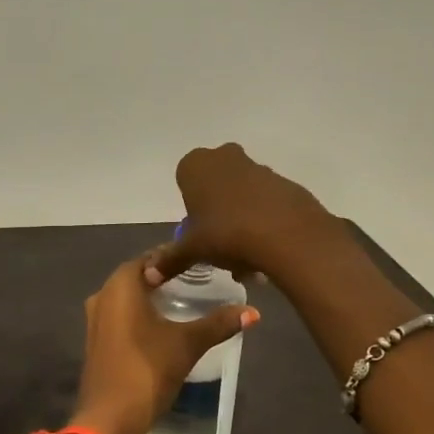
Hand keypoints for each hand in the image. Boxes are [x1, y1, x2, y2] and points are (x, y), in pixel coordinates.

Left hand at [71, 254, 256, 433]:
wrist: (109, 417)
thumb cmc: (147, 370)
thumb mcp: (188, 344)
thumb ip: (219, 323)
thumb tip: (253, 312)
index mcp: (121, 285)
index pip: (151, 257)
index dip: (176, 256)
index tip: (202, 259)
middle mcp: (102, 295)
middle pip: (138, 275)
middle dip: (165, 275)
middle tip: (199, 278)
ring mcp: (96, 319)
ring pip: (127, 297)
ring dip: (152, 296)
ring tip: (185, 299)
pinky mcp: (96, 341)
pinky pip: (121, 316)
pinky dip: (140, 314)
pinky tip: (163, 325)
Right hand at [146, 143, 343, 288]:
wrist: (287, 233)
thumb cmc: (226, 233)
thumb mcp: (192, 249)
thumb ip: (170, 260)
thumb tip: (147, 276)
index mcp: (197, 165)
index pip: (185, 179)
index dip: (191, 207)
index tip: (197, 231)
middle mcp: (226, 157)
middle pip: (215, 186)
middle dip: (216, 213)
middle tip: (218, 244)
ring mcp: (259, 168)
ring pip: (242, 195)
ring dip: (240, 220)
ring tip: (244, 258)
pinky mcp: (285, 183)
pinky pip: (266, 202)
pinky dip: (263, 222)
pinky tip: (264, 250)